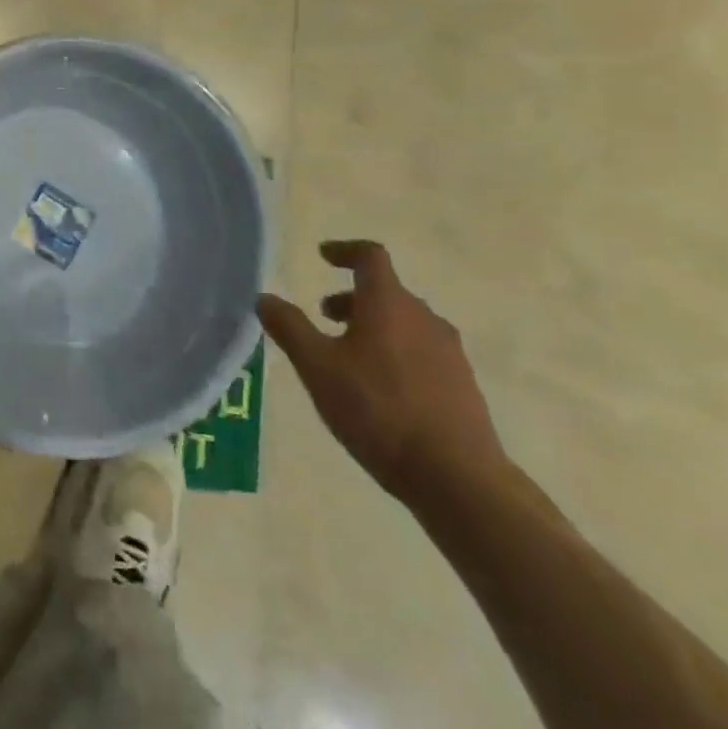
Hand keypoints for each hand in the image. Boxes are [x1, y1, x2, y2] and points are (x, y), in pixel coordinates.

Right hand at [258, 240, 505, 503]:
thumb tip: (264, 297)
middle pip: (387, 292)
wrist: (457, 477)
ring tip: (348, 356)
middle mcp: (424, 318)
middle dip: (352, 298)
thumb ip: (289, 327)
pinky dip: (396, 353)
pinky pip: (422, 352)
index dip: (345, 251)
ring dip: (374, 326)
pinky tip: (380, 390)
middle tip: (323, 316)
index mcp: (388, 303)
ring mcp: (449, 352)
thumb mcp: (317, 367)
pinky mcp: (463, 385)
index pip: (370, 256)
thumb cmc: (378, 409)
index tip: (323, 256)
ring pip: (405, 323)